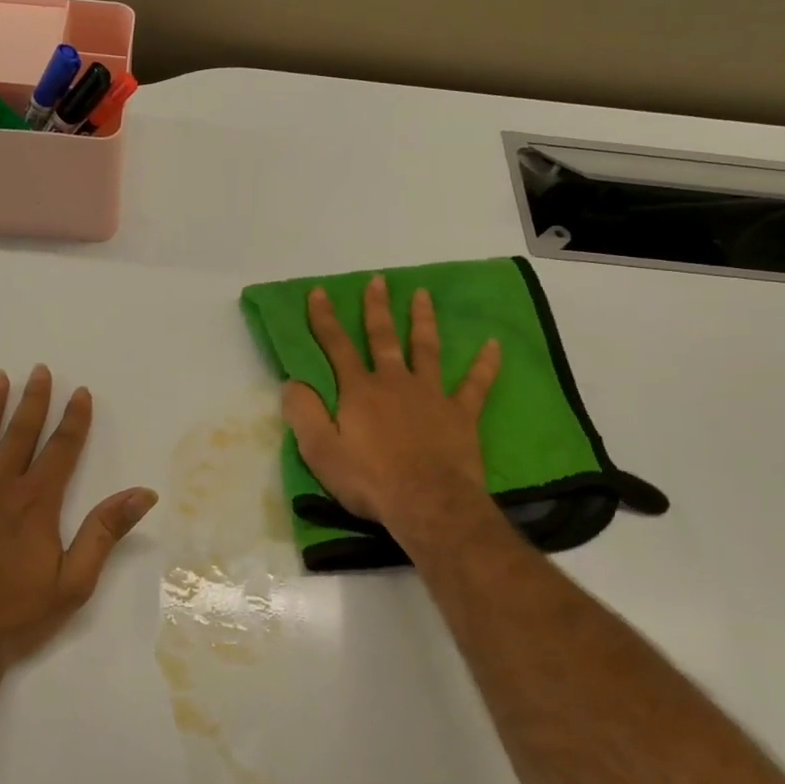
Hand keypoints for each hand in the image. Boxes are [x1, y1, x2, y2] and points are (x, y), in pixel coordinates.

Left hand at [0, 365, 157, 668]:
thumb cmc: (14, 616)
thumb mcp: (74, 581)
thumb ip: (105, 532)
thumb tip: (143, 493)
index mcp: (36, 502)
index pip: (61, 449)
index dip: (74, 419)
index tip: (80, 391)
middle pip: (19, 434)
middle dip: (33, 401)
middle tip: (38, 370)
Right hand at [281, 275, 501, 545]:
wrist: (427, 503)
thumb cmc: (369, 480)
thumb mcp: (320, 451)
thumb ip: (303, 413)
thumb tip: (291, 383)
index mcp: (359, 391)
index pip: (336, 346)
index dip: (324, 318)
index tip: (318, 292)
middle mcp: (394, 382)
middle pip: (383, 338)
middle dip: (377, 308)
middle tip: (378, 280)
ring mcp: (430, 395)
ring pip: (426, 349)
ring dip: (422, 320)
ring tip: (422, 295)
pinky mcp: (460, 413)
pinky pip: (476, 384)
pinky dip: (485, 364)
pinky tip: (493, 344)